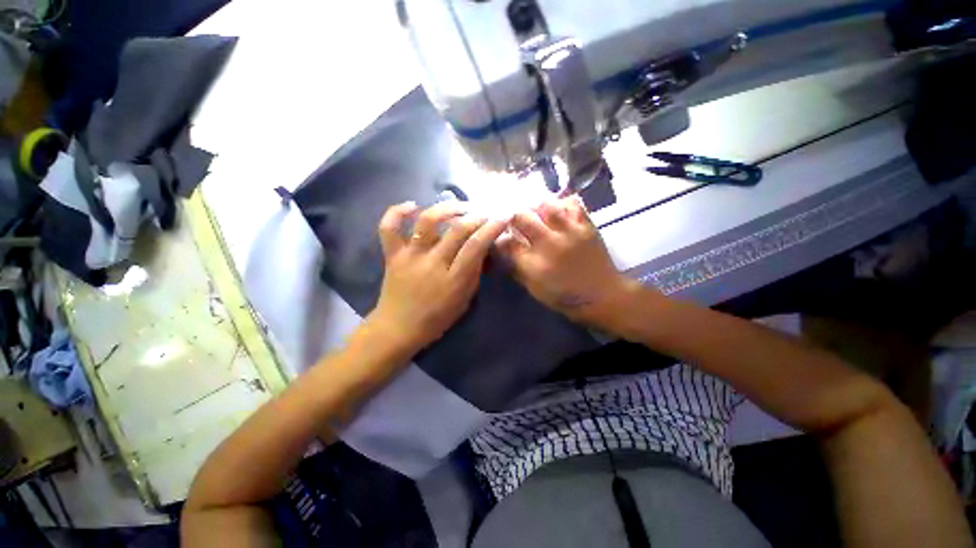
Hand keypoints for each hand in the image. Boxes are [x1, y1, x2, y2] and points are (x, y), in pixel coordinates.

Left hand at [368, 202, 507, 355]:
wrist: (397, 328)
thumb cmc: (436, 319)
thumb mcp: (464, 300)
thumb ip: (474, 273)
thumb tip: (482, 249)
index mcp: (453, 280)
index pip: (476, 246)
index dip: (492, 228)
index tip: (502, 217)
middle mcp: (432, 263)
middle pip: (456, 230)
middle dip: (476, 216)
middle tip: (484, 213)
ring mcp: (410, 256)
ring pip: (427, 221)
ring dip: (446, 208)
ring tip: (458, 206)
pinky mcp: (392, 255)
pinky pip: (389, 228)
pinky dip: (397, 212)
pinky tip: (413, 205)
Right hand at [498, 197, 640, 326]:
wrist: (603, 297)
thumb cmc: (566, 298)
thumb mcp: (535, 290)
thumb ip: (517, 270)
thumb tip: (504, 254)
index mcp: (534, 264)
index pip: (507, 243)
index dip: (500, 238)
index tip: (501, 238)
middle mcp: (549, 244)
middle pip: (522, 217)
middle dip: (513, 217)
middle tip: (515, 221)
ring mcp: (569, 232)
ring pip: (546, 205)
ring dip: (535, 207)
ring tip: (535, 212)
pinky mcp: (586, 226)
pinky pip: (572, 204)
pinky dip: (562, 203)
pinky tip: (558, 210)